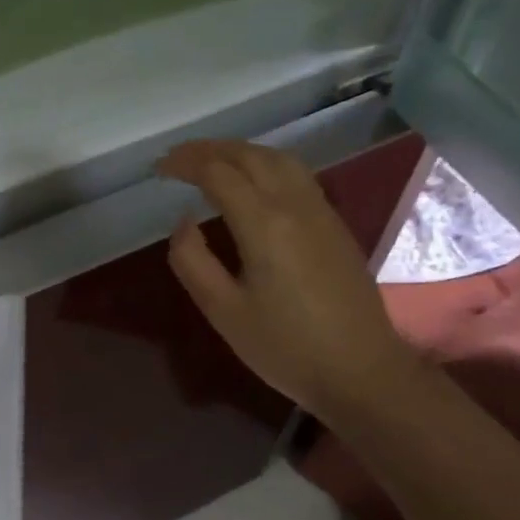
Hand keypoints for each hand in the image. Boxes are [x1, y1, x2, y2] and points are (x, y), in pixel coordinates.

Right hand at [155, 139, 418, 416]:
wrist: (361, 371)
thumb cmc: (285, 346)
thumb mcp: (222, 311)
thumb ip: (193, 261)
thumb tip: (183, 223)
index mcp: (264, 224)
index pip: (218, 173)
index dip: (185, 164)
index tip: (158, 169)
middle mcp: (295, 205)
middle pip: (250, 155)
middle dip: (209, 149)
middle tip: (176, 158)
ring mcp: (321, 211)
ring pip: (278, 159)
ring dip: (240, 151)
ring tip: (210, 160)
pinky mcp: (334, 224)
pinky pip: (296, 174)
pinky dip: (264, 163)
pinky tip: (253, 181)